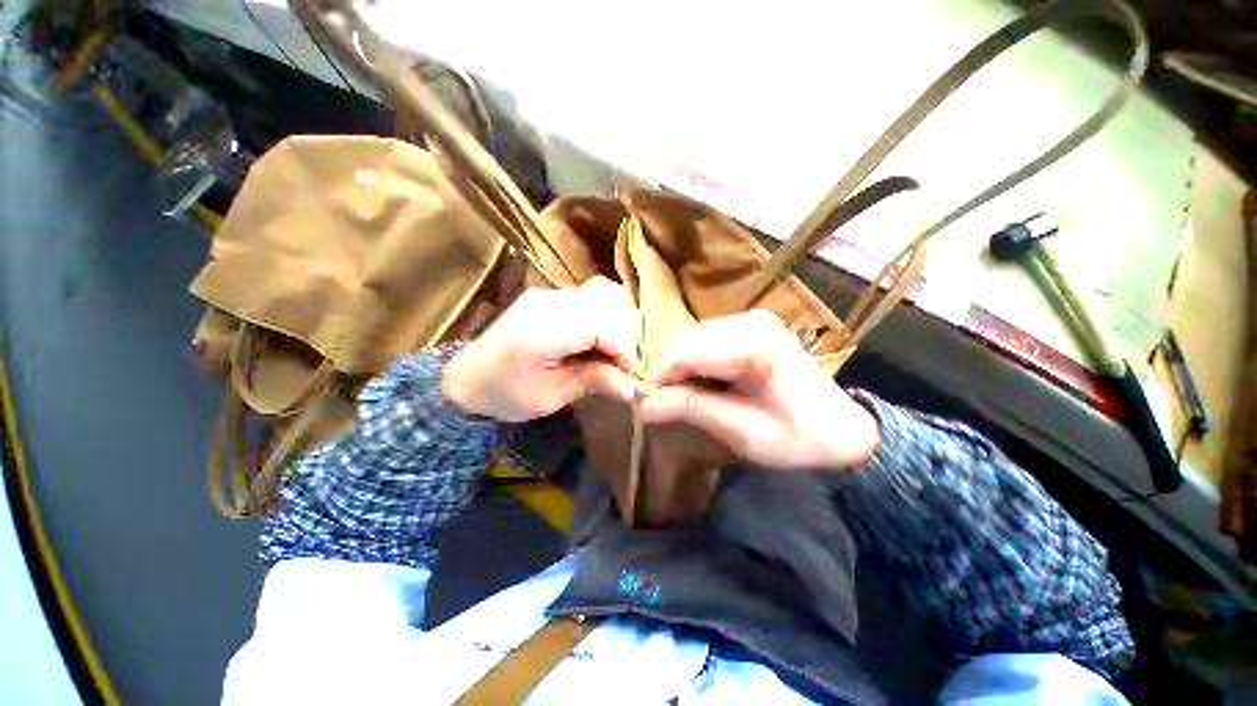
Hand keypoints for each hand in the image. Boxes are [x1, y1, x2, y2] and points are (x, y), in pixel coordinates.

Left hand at [441, 278, 640, 421]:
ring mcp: (550, 293)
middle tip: (622, 365)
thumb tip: (630, 386)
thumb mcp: (548, 398)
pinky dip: (608, 313)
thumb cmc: (505, 394)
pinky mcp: (552, 295)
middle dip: (625, 334)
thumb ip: (590, 382)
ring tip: (615, 350)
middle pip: (608, 302)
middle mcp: (548, 302)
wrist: (468, 376)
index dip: (623, 348)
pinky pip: (593, 294)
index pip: (601, 325)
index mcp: (542, 331)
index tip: (631, 374)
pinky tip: (604, 336)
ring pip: (605, 293)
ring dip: (619, 320)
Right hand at [640, 310, 879, 469]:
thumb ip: (694, 410)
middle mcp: (752, 322)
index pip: (689, 351)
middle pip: (688, 340)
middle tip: (665, 404)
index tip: (648, 404)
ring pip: (693, 338)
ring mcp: (752, 320)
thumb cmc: (799, 439)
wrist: (842, 433)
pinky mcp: (750, 327)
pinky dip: (696, 362)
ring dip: (682, 367)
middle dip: (671, 372)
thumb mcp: (744, 433)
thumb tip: (645, 405)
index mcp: (757, 346)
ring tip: (685, 397)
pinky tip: (704, 383)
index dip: (663, 376)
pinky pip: (706, 339)